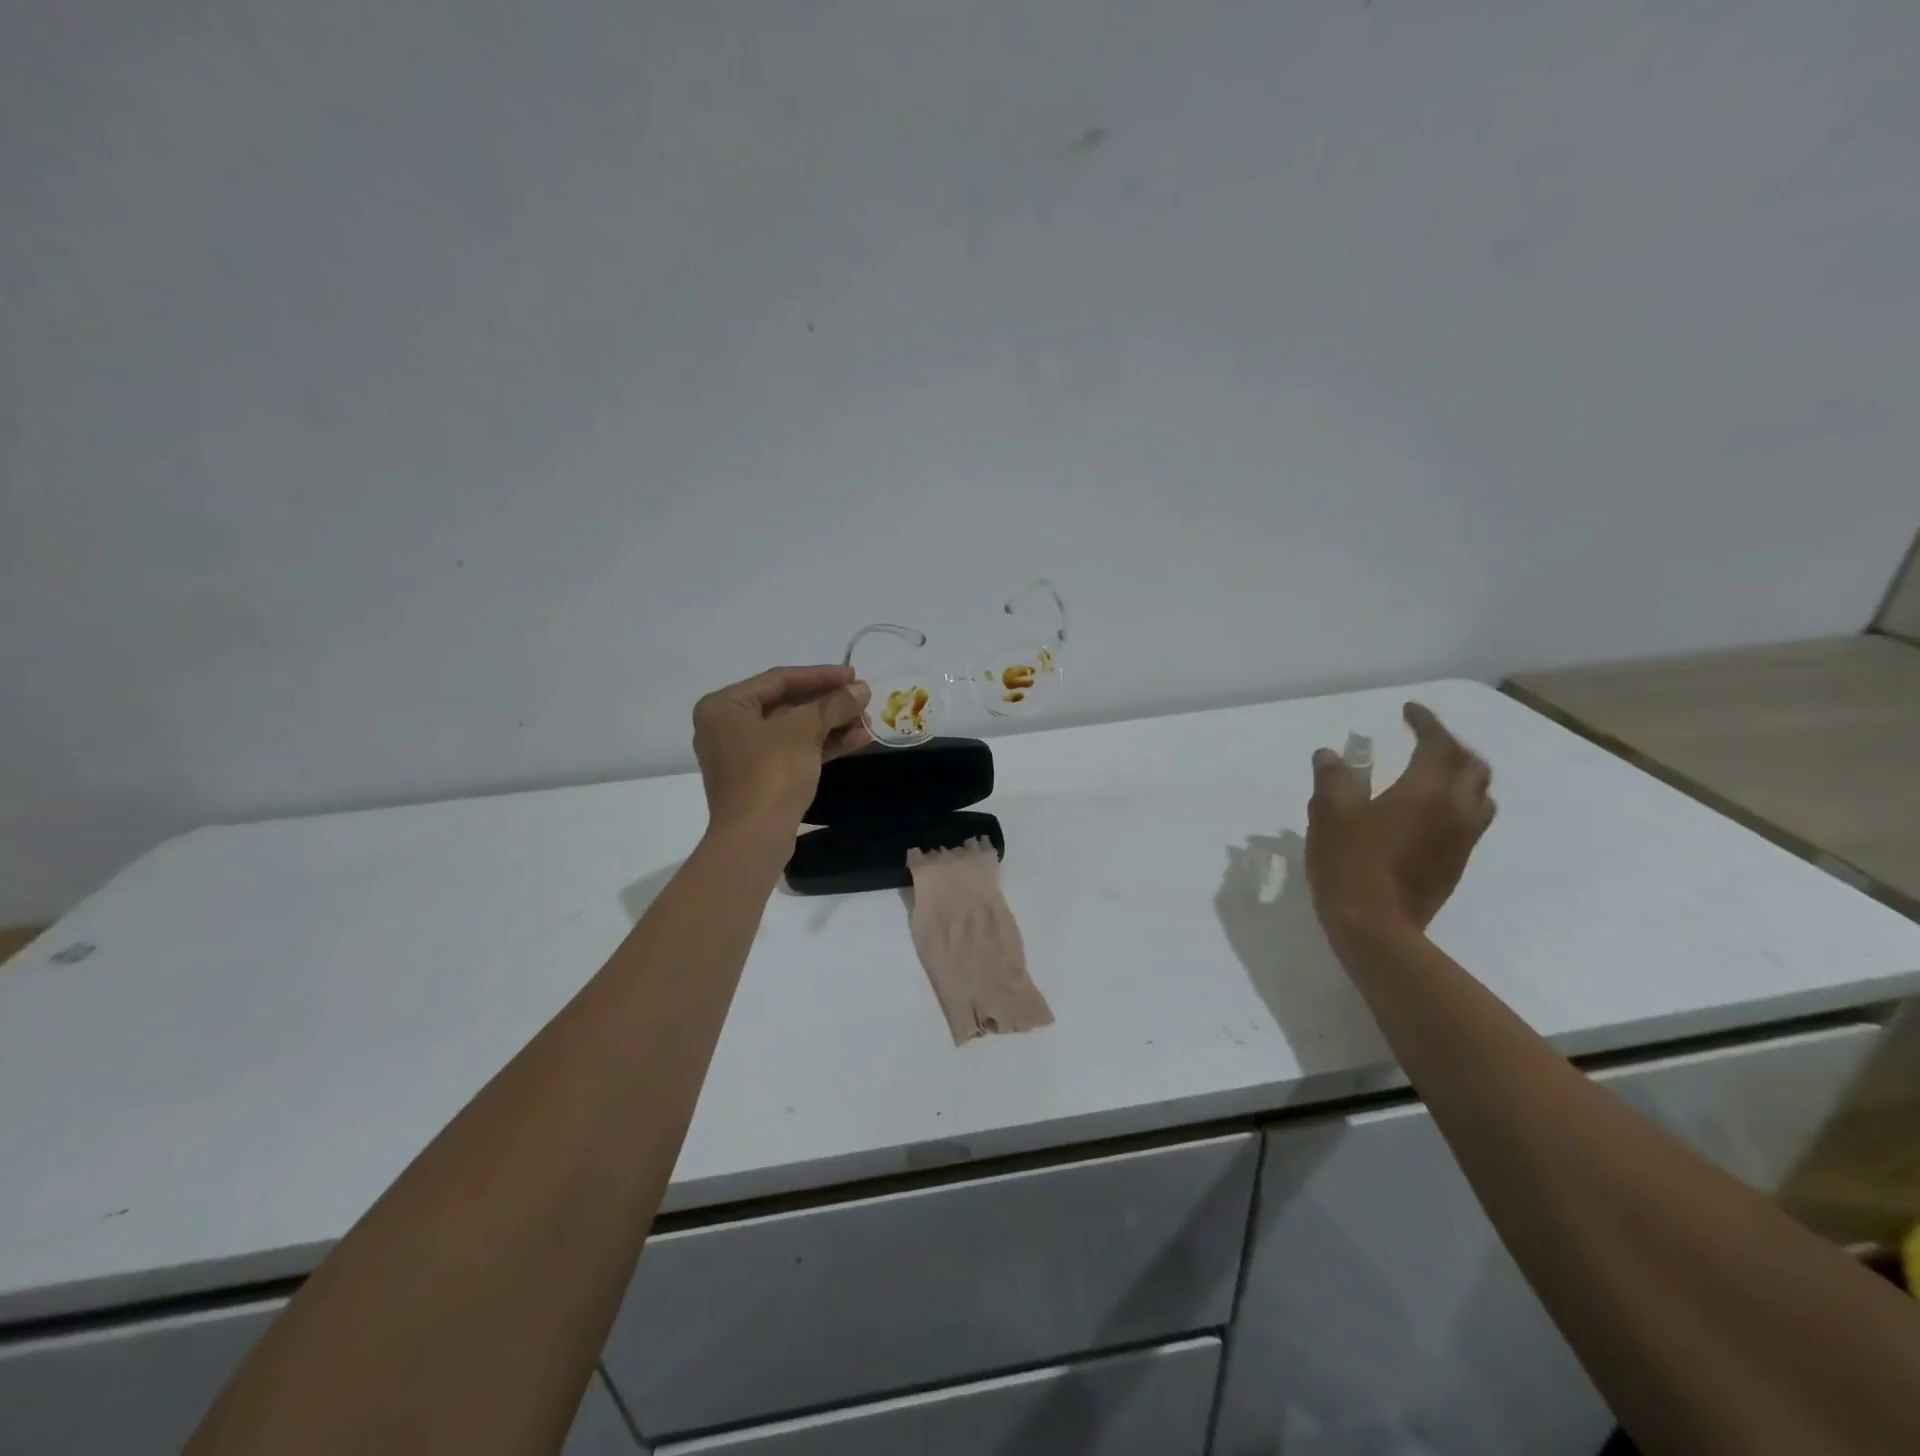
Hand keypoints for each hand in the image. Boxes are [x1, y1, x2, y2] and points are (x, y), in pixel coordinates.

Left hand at [692, 666, 871, 838]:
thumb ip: (834, 704)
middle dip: (829, 703)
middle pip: (787, 704)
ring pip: (794, 730)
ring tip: (867, 720)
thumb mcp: (804, 731)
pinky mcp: (760, 778)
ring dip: (832, 724)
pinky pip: (794, 751)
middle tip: (863, 698)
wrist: (754, 838)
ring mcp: (744, 754)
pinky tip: (857, 740)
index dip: (821, 675)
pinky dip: (823, 745)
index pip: (779, 679)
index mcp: (725, 706)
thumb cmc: (770, 773)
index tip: (854, 675)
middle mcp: (728, 726)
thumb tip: (863, 689)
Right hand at [1305, 702, 1495, 947]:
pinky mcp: (1457, 863)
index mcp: (1427, 790)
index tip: (1408, 711)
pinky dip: (1458, 802)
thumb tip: (1330, 755)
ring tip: (1435, 772)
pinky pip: (1471, 820)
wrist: (1376, 925)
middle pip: (1472, 765)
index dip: (1425, 722)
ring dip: (1462, 774)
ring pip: (1480, 794)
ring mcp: (1462, 839)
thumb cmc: (1350, 862)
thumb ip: (1334, 777)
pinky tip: (1429, 811)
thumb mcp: (1330, 813)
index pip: (1437, 743)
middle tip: (1424, 739)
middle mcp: (1456, 809)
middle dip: (1451, 745)